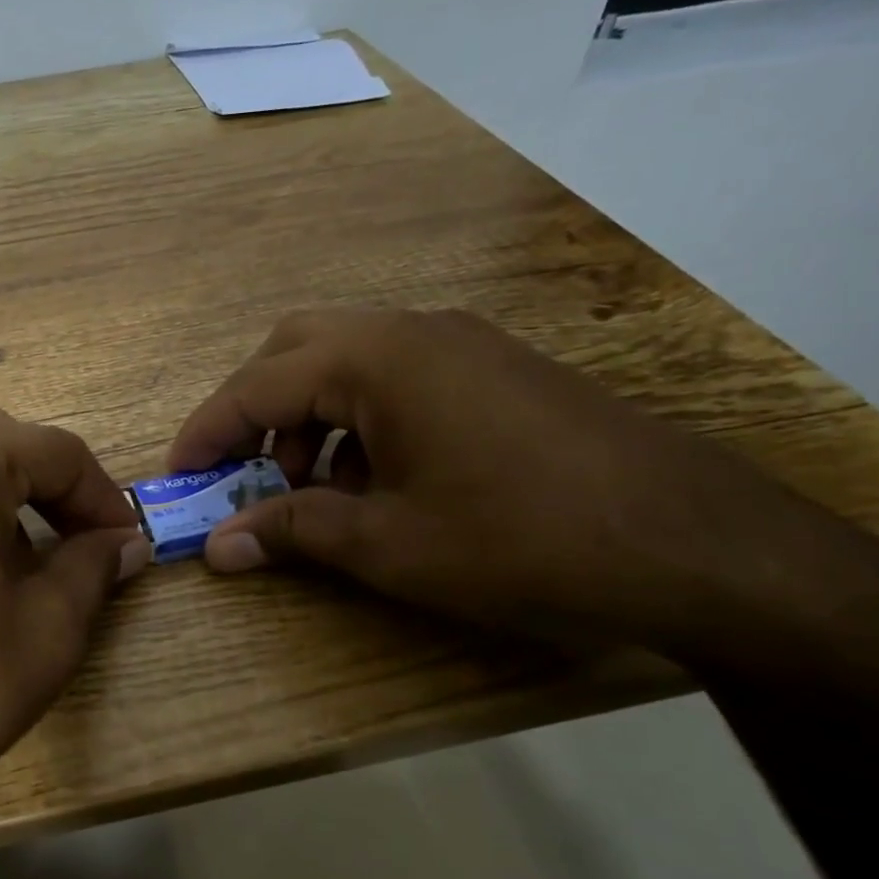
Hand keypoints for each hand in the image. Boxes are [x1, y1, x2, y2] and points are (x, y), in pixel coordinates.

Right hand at [168, 308, 877, 653]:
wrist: (701, 547)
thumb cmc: (521, 540)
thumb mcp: (388, 545)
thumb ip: (292, 531)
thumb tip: (218, 546)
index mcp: (377, 359)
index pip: (256, 383)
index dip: (206, 432)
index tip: (177, 477)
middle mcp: (413, 331)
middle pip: (295, 349)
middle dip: (253, 410)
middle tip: (241, 470)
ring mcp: (461, 345)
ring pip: (346, 360)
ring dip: (307, 416)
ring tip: (311, 487)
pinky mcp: (495, 371)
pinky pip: (396, 378)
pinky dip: (359, 420)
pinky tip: (375, 480)